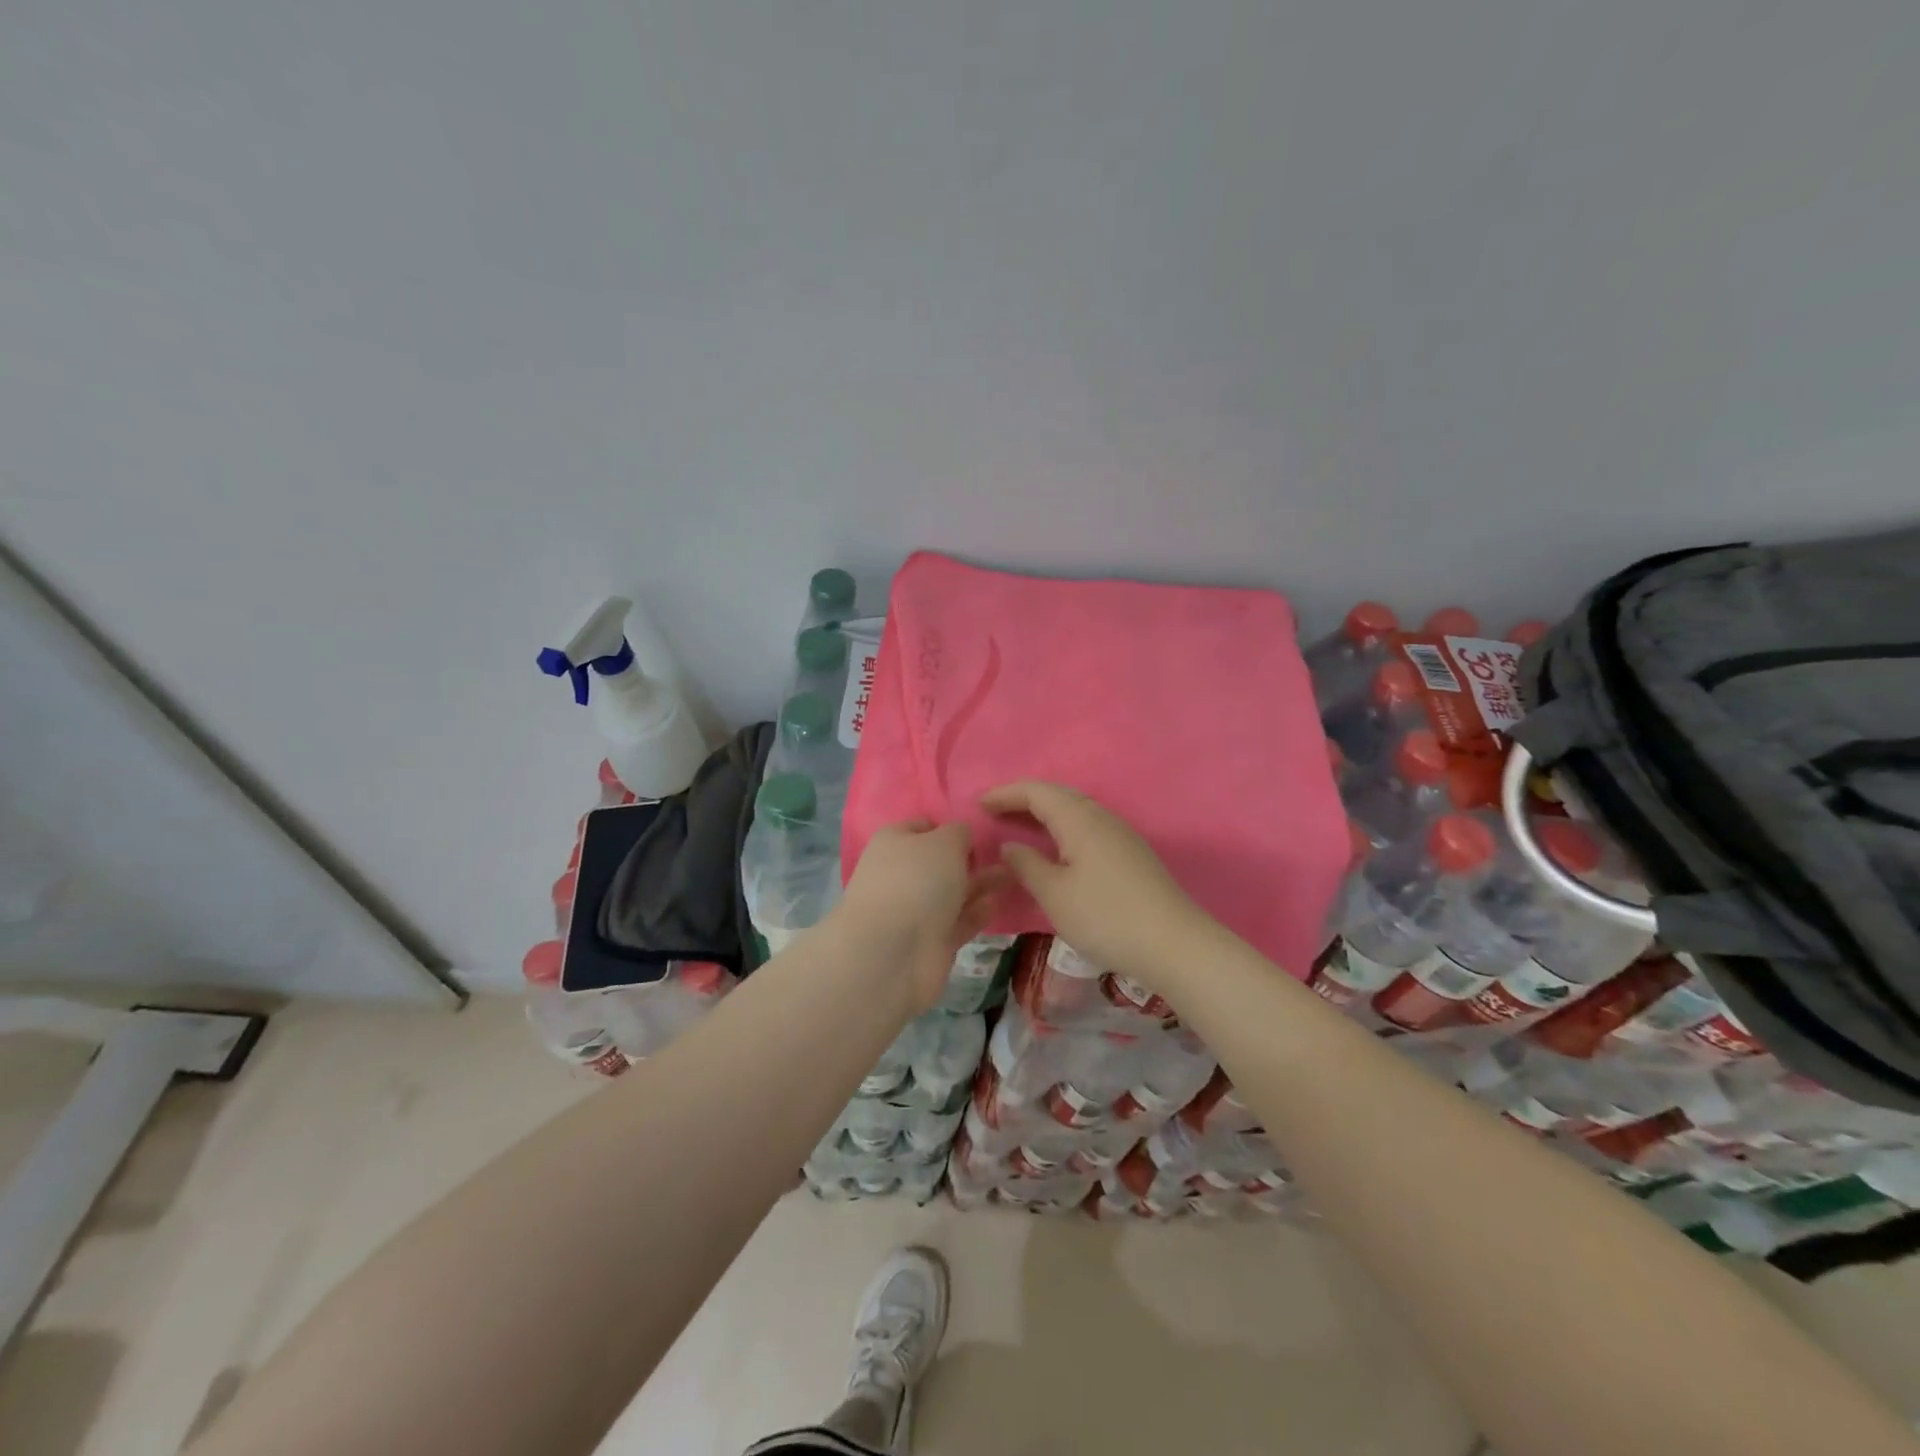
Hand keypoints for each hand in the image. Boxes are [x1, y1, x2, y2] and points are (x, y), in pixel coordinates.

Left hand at [836, 821, 1009, 1012]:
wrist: (892, 954)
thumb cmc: (917, 881)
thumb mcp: (945, 841)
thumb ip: (960, 832)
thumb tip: (961, 836)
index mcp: (894, 843)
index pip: (923, 827)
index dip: (950, 827)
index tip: (979, 831)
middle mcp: (900, 874)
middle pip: (939, 862)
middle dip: (969, 859)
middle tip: (1006, 855)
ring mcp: (913, 910)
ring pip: (951, 892)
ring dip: (979, 884)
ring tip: (1012, 875)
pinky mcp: (929, 942)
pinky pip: (957, 921)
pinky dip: (975, 913)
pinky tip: (995, 904)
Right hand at [980, 781, 1208, 989]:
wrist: (1174, 944)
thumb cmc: (1106, 916)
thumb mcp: (1054, 895)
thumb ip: (1027, 865)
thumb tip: (1009, 845)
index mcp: (1080, 819)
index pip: (1037, 792)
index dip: (1006, 794)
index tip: (979, 804)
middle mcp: (1101, 817)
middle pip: (1058, 795)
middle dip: (1024, 800)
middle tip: (995, 812)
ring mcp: (1120, 835)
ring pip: (1076, 811)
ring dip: (1045, 813)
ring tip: (1020, 828)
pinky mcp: (1131, 854)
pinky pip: (1087, 827)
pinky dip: (1063, 828)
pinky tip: (1057, 849)